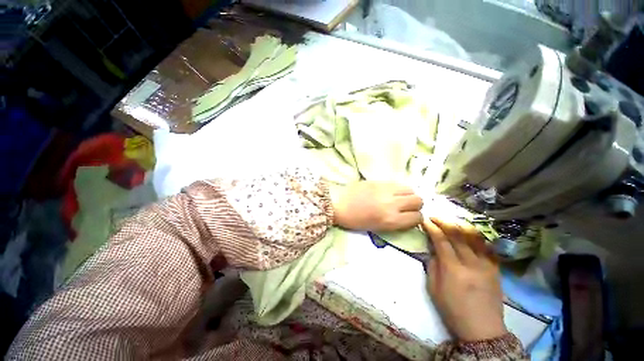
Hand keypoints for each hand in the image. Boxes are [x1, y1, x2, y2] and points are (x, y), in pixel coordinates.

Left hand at [330, 181, 422, 231]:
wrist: (338, 204)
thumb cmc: (355, 220)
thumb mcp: (377, 227)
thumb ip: (395, 221)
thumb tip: (407, 215)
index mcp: (391, 220)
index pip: (417, 217)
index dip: (416, 218)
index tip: (410, 217)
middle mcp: (392, 204)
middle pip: (418, 200)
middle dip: (415, 205)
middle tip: (405, 206)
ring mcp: (386, 190)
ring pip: (410, 189)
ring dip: (408, 195)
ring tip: (399, 197)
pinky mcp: (379, 181)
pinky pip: (397, 183)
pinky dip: (398, 188)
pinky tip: (390, 191)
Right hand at [422, 218, 506, 341]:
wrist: (482, 329)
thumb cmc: (452, 310)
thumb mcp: (433, 288)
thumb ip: (432, 265)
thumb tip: (433, 249)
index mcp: (453, 269)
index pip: (441, 240)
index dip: (432, 228)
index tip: (425, 220)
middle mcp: (472, 263)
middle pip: (458, 235)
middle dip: (444, 222)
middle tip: (435, 217)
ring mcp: (487, 265)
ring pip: (475, 237)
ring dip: (461, 225)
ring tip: (451, 222)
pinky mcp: (496, 268)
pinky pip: (487, 246)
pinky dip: (477, 237)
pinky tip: (469, 233)